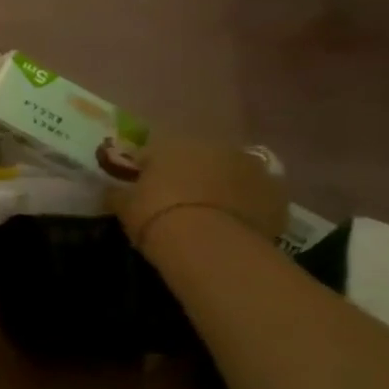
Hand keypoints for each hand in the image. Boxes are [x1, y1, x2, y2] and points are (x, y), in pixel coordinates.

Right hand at [112, 137, 288, 250]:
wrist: (210, 244)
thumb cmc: (156, 216)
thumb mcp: (123, 206)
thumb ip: (117, 193)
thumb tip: (111, 189)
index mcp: (172, 144)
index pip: (150, 153)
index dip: (143, 171)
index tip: (137, 190)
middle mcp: (213, 147)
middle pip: (196, 159)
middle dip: (186, 175)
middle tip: (175, 202)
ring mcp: (251, 167)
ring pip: (229, 174)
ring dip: (219, 186)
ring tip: (207, 214)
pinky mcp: (277, 193)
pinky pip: (255, 195)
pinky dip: (245, 205)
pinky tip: (232, 225)